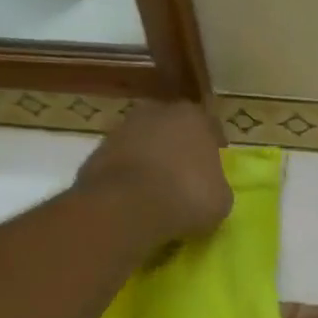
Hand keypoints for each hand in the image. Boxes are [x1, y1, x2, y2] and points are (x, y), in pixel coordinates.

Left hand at [75, 102, 231, 242]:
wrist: (126, 206)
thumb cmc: (185, 196)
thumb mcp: (220, 200)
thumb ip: (217, 186)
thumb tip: (210, 187)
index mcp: (193, 117)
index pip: (210, 127)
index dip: (214, 147)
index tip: (215, 167)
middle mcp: (157, 112)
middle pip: (173, 128)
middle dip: (178, 147)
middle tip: (184, 175)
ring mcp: (123, 128)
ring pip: (144, 142)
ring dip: (150, 159)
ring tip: (156, 189)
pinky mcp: (98, 150)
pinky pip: (122, 162)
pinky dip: (128, 175)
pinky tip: (133, 197)